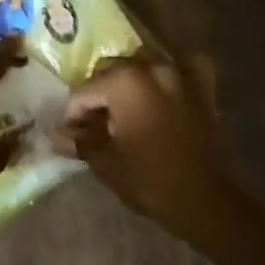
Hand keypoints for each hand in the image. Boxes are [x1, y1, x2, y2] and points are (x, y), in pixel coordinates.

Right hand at [57, 57, 230, 237]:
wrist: (206, 200)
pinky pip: (185, 67)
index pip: (84, 91)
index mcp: (124, 82)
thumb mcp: (106, 163)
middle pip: (112, 72)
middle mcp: (151, 68)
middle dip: (99, 94)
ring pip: (144, 64)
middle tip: (95, 123)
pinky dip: (174, 72)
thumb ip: (81, 141)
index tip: (71, 133)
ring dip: (131, 81)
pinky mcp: (204, 88)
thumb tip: (58, 136)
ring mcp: (181, 74)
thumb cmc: (150, 180)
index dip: (73, 114)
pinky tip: (166, 87)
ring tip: (126, 108)